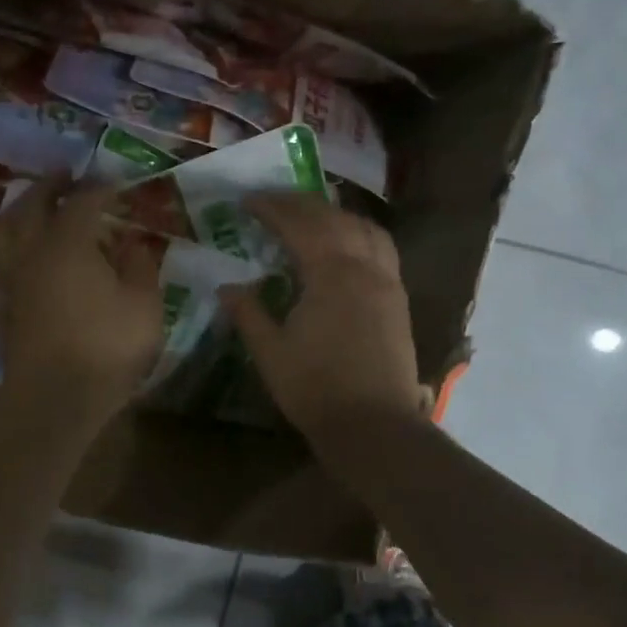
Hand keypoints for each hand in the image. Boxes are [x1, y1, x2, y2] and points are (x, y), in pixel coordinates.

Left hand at [0, 177, 163, 420]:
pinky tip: (19, 252)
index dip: (100, 187)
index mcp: (68, 244)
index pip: (83, 201)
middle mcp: (32, 251)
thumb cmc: (107, 348)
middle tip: (65, 175)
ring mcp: (11, 279)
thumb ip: (140, 265)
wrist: (55, 399)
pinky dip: (9, 245)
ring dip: (20, 209)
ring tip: (33, 204)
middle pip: (33, 204)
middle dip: (50, 185)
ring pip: (5, 229)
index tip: (115, 183)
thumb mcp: (143, 305)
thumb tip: (133, 241)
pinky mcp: (2, 305)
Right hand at [218, 194, 424, 442]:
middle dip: (302, 205)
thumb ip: (249, 313)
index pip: (299, 225)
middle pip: (334, 219)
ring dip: (337, 215)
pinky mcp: (399, 301)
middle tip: (274, 202)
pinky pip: (382, 249)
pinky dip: (360, 235)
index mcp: (331, 273)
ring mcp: (388, 282)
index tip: (247, 201)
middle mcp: (364, 267)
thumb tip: (227, 287)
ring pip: (366, 229)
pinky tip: (348, 249)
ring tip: (313, 218)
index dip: (272, 208)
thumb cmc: (316, 389)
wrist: (374, 426)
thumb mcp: (270, 353)